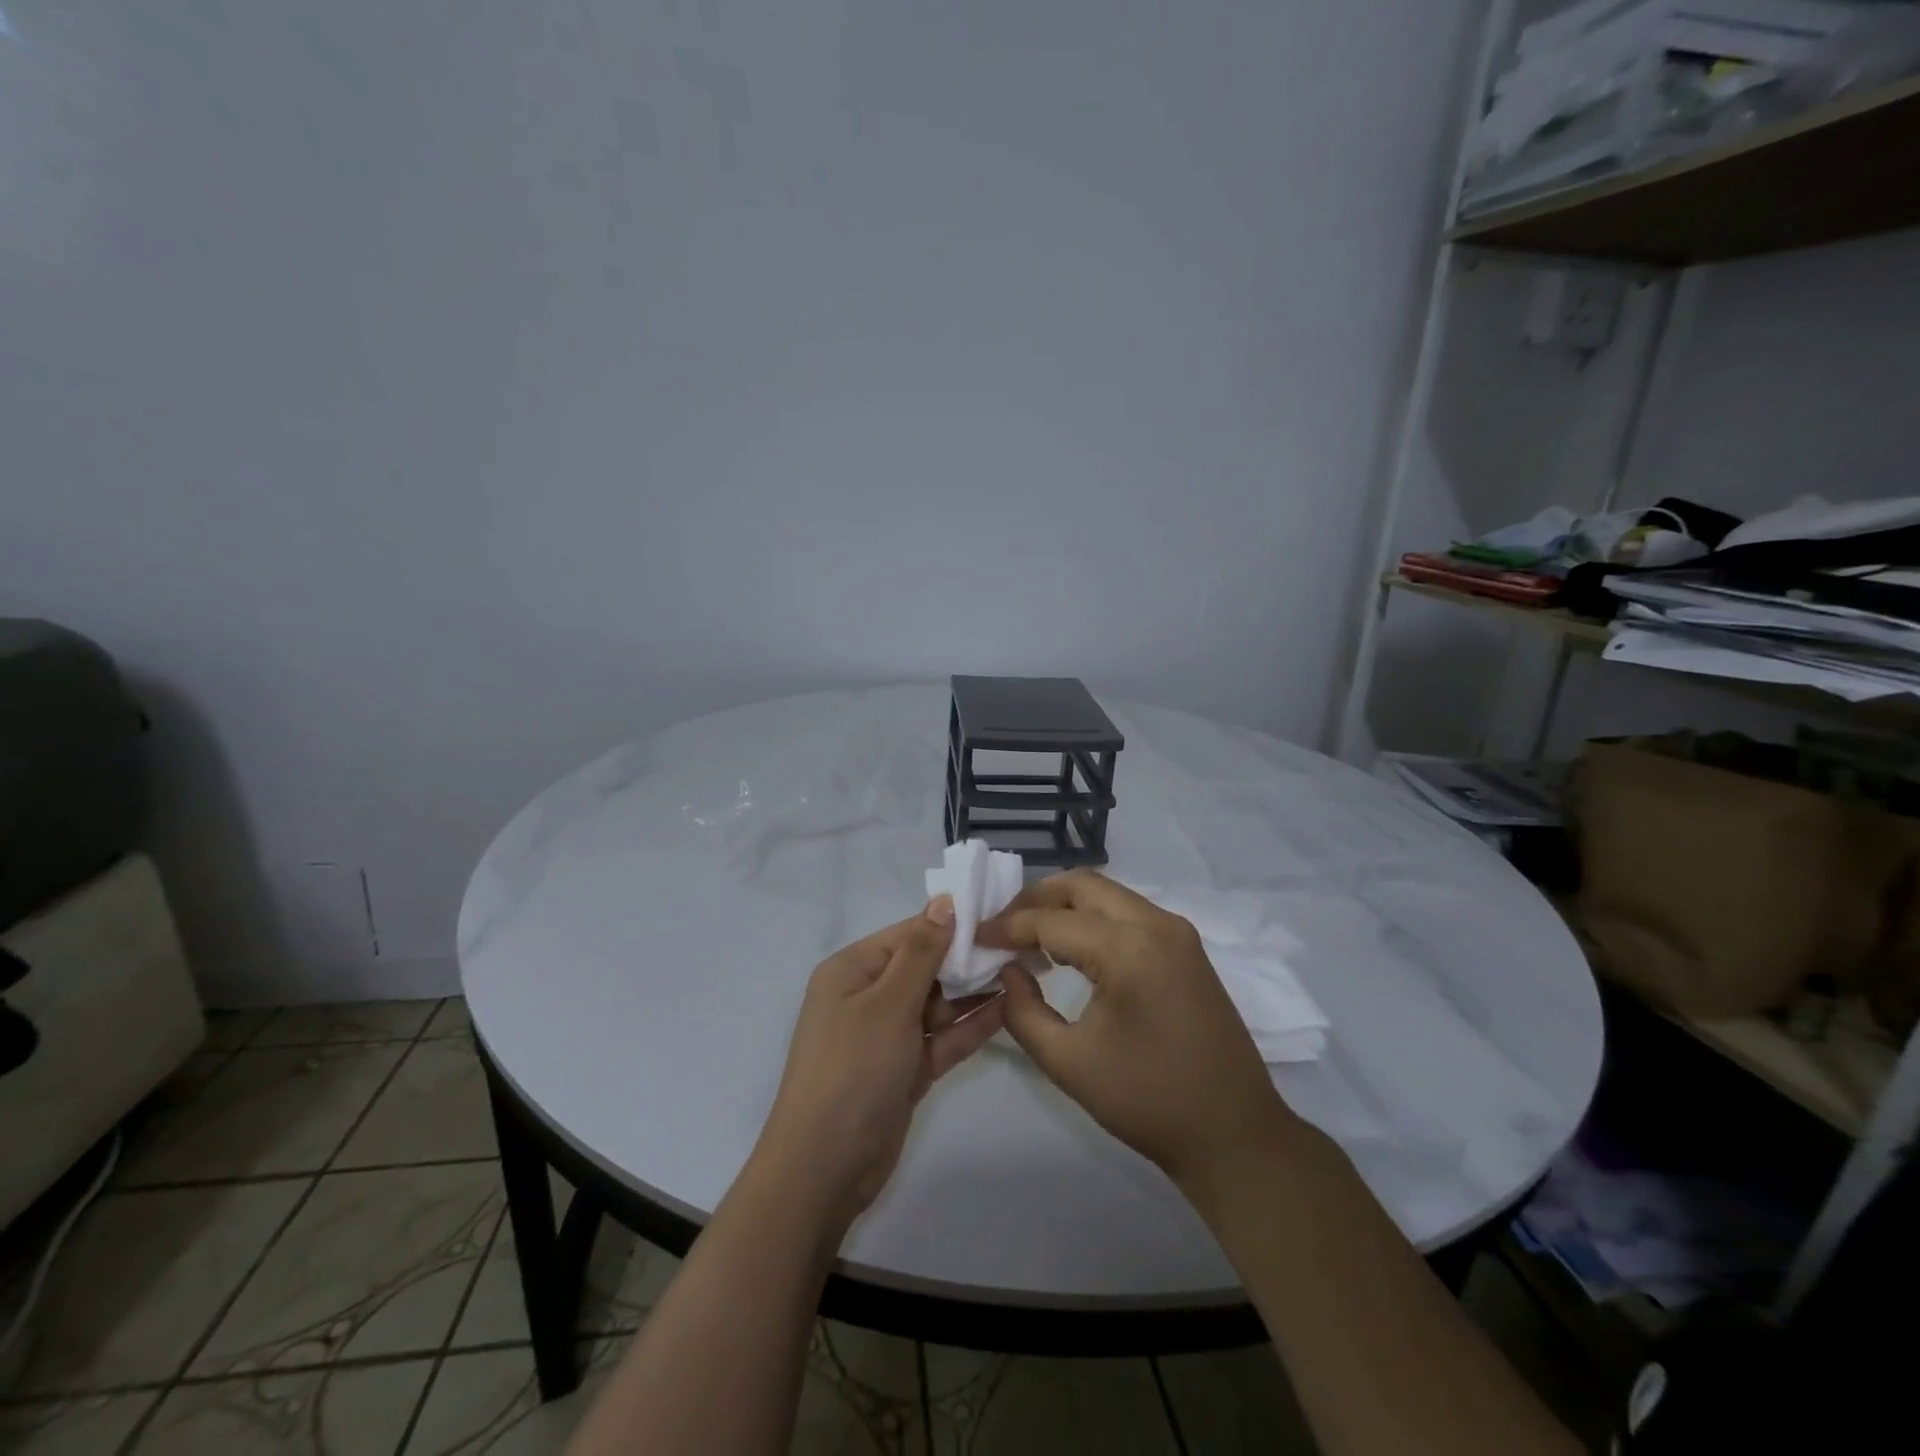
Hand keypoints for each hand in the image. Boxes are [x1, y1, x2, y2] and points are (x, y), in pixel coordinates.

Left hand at [753, 900, 1005, 1223]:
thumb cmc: (852, 1069)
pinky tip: (1008, 1008)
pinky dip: (971, 1026)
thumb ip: (922, 952)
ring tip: (1023, 971)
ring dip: (974, 991)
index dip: (951, 924)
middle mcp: (868, 996)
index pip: (908, 934)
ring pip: (938, 1003)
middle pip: (925, 967)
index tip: (998, 913)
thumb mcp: (888, 1003)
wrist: (825, 1168)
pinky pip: (943, 1038)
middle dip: (967, 958)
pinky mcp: (906, 1069)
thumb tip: (944, 901)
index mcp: (852, 970)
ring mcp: (888, 1035)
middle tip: (1019, 944)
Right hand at [977, 870, 1297, 1189]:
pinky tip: (1071, 948)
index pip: (1052, 921)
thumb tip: (1008, 971)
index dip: (1008, 927)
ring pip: (1108, 893)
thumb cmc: (1148, 1101)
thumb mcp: (1068, 1063)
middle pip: (1082, 886)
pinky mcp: (1186, 946)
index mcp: (1129, 949)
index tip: (975, 937)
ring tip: (1030, 936)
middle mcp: (1156, 924)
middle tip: (1002, 927)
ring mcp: (1177, 931)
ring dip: (1065, 906)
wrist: (1233, 1133)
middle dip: (1036, 899)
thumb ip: (1023, 1010)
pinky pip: (1128, 911)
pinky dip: (1093, 918)